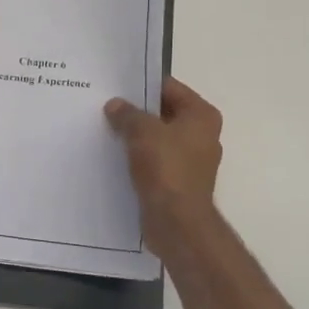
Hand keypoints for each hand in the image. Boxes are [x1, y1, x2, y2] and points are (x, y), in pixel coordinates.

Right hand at [105, 77, 223, 238]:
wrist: (177, 222)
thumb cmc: (166, 168)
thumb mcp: (142, 132)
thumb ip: (127, 114)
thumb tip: (115, 105)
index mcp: (201, 115)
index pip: (169, 87)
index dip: (142, 85)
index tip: (115, 86)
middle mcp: (202, 135)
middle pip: (163, 113)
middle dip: (136, 112)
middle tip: (105, 107)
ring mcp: (191, 160)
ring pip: (157, 138)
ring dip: (135, 136)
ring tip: (106, 130)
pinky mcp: (178, 181)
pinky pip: (155, 160)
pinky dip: (138, 157)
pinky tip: (114, 156)